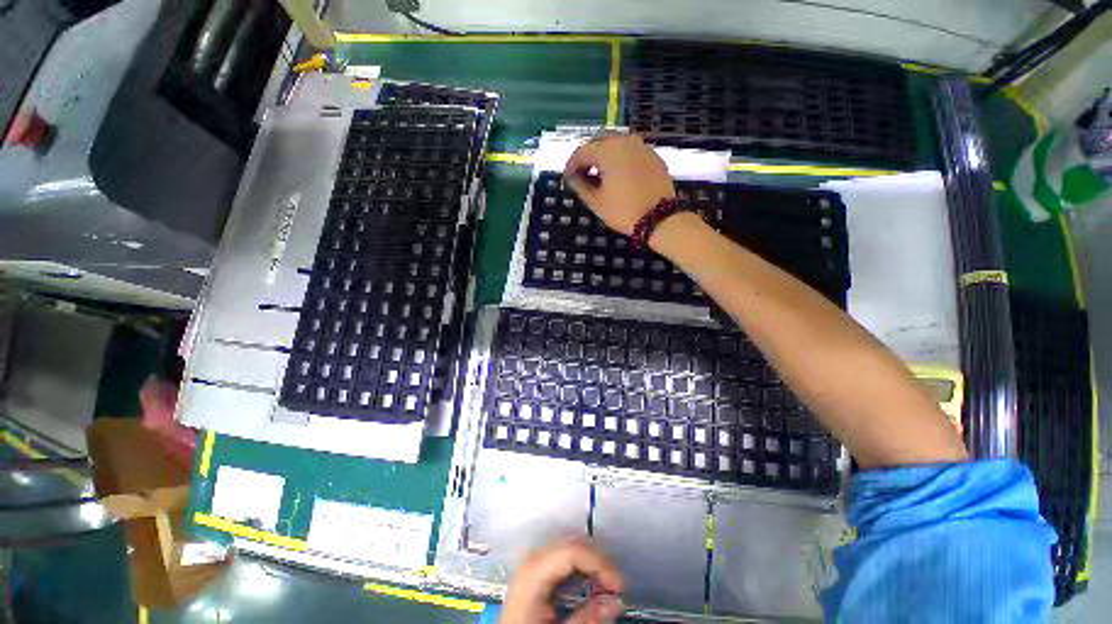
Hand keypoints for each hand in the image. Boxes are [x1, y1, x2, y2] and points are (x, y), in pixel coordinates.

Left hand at [500, 537, 624, 623]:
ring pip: (567, 547)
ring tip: (605, 586)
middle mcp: (531, 561)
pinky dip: (580, 566)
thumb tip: (615, 601)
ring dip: (590, 562)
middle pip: (570, 544)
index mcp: (533, 573)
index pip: (572, 550)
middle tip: (615, 586)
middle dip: (597, 560)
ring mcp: (531, 564)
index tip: (618, 585)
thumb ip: (586, 618)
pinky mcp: (534, 573)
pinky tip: (589, 584)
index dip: (600, 562)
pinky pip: (561, 557)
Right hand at [563, 135, 675, 234]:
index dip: (571, 164)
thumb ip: (580, 185)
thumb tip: (572, 177)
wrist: (660, 218)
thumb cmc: (624, 210)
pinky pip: (630, 152)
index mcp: (608, 150)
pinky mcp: (653, 156)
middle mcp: (625, 141)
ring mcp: (642, 146)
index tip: (567, 177)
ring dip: (604, 156)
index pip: (582, 151)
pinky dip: (620, 159)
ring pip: (616, 144)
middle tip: (582, 174)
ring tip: (599, 175)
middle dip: (588, 156)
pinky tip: (618, 176)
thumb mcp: (596, 201)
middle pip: (599, 141)